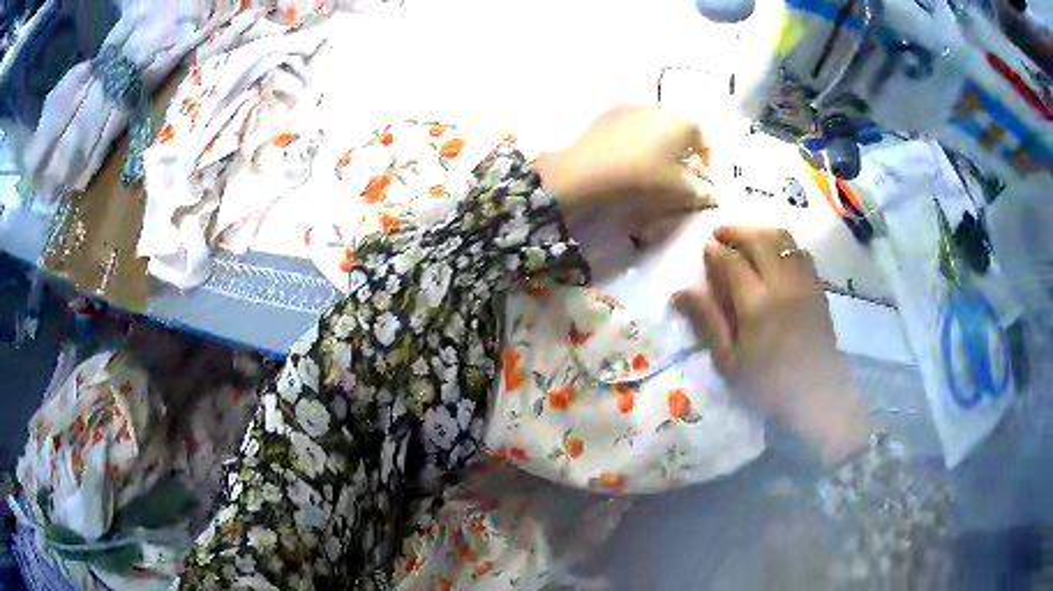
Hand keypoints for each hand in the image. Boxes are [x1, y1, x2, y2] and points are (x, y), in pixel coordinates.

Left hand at [535, 106, 713, 228]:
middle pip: (680, 132)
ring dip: (659, 147)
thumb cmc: (644, 179)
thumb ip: (702, 192)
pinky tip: (628, 163)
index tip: (701, 185)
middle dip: (683, 154)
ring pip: (655, 128)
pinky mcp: (607, 114)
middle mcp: (660, 105)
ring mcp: (631, 107)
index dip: (707, 165)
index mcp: (684, 120)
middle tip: (678, 179)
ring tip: (652, 171)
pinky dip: (636, 143)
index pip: (705, 142)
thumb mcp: (681, 192)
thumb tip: (710, 192)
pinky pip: (632, 129)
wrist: (587, 173)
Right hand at [673, 225, 869, 463]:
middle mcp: (782, 284)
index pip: (732, 262)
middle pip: (759, 239)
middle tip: (720, 234)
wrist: (816, 395)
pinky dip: (784, 244)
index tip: (706, 249)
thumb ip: (707, 322)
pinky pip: (801, 251)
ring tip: (746, 237)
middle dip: (736, 230)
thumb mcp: (729, 361)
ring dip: (761, 231)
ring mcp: (804, 282)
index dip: (715, 251)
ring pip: (783, 238)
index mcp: (756, 304)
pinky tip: (775, 253)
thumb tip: (679, 293)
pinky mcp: (818, 287)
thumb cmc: (767, 385)